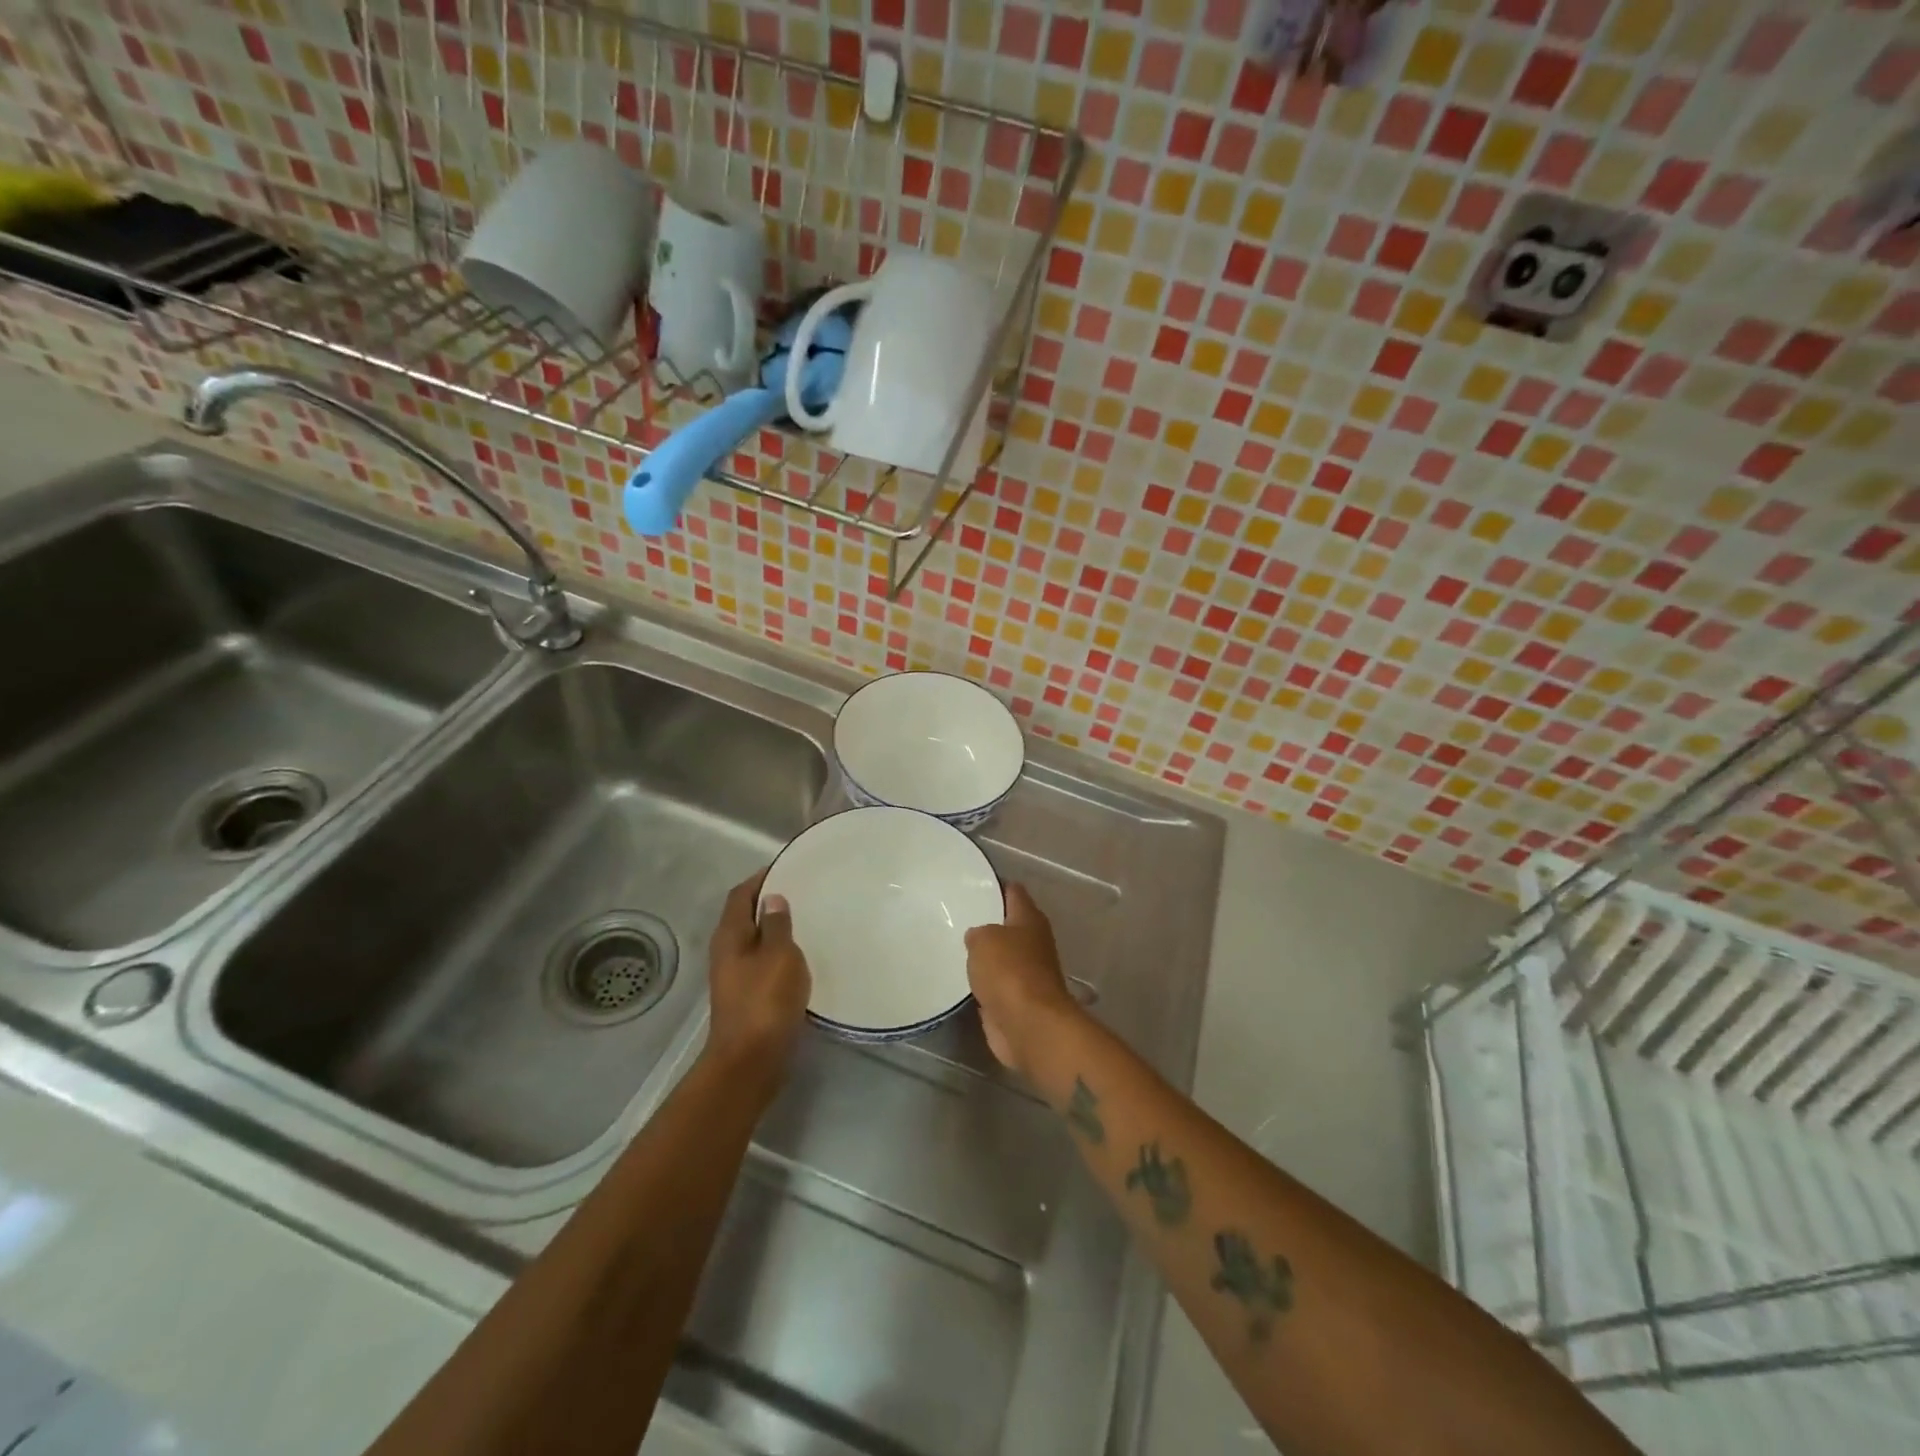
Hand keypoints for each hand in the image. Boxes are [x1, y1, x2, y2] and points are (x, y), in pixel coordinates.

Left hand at [706, 872, 811, 1088]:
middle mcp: (727, 952)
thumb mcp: (778, 955)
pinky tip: (803, 956)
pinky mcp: (748, 996)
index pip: (741, 895)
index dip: (760, 878)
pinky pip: (764, 963)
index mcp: (730, 936)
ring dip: (776, 928)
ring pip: (756, 941)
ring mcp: (735, 976)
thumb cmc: (765, 1000)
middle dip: (769, 901)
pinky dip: (780, 952)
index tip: (786, 866)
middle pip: (745, 916)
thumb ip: (776, 925)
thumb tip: (772, 898)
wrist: (751, 1061)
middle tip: (803, 891)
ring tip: (808, 919)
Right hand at [965, 883, 1080, 1076]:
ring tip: (954, 947)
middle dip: (988, 922)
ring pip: (1002, 957)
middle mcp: (1033, 943)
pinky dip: (984, 984)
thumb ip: (977, 934)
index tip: (972, 884)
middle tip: (956, 917)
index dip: (996, 885)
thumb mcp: (983, 940)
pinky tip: (962, 979)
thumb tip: (976, 938)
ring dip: (985, 956)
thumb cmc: (1009, 971)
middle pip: (1009, 925)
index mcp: (1030, 919)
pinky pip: (996, 985)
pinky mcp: (1017, 1002)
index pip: (1014, 892)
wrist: (1028, 1025)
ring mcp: (1027, 974)